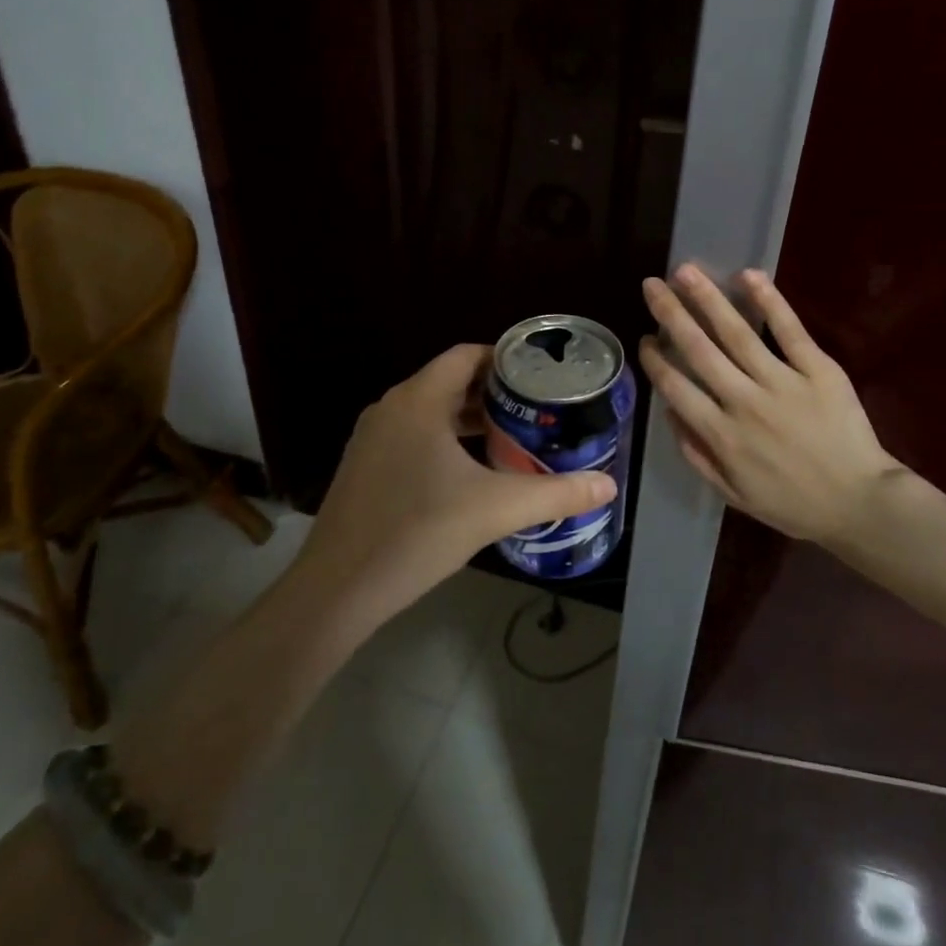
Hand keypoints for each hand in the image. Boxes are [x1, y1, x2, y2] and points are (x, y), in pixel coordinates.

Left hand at [293, 345, 616, 631]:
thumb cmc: (417, 532)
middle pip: (449, 381)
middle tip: (537, 408)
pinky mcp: (364, 467)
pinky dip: (444, 439)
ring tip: (512, 435)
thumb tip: (607, 486)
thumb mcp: (495, 509)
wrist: (337, 589)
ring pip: (430, 411)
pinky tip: (470, 471)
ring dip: (469, 417)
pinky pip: (412, 435)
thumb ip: (555, 494)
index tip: (541, 375)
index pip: (466, 355)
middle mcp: (391, 408)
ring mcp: (372, 438)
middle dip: (493, 391)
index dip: (505, 357)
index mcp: (418, 400)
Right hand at [639, 266, 901, 547]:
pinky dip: (769, 301)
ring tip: (686, 271)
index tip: (644, 338)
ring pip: (737, 334)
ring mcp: (783, 383)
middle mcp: (744, 402)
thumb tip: (669, 413)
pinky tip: (748, 276)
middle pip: (699, 350)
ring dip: (708, 299)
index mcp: (721, 435)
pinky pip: (790, 331)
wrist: (860, 504)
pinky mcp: (819, 371)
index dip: (656, 360)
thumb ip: (697, 454)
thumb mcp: (733, 494)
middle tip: (651, 285)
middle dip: (671, 314)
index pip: (677, 388)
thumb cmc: (793, 504)